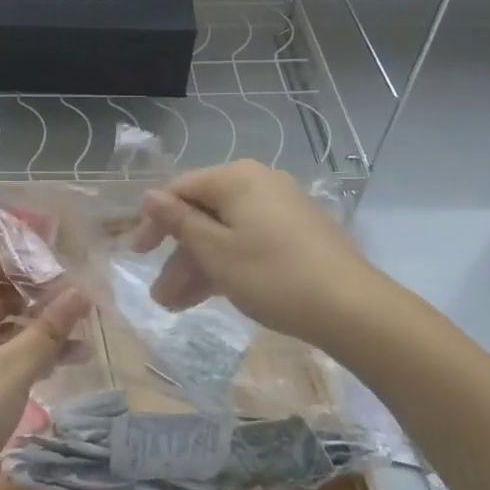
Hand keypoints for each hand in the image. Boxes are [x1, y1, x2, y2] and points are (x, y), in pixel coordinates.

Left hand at [0, 250, 89, 489]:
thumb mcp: (12, 368)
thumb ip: (49, 328)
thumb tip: (83, 291)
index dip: (22, 263)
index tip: (62, 273)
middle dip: (37, 299)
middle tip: (80, 305)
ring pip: (0, 325)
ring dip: (37, 330)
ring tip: (83, 338)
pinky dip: (25, 354)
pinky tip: (64, 362)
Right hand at [129, 160, 405, 358]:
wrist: (353, 309)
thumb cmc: (273, 275)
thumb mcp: (215, 251)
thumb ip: (178, 222)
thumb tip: (149, 195)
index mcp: (236, 179)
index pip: (180, 189)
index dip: (154, 221)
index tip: (137, 254)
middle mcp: (258, 184)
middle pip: (203, 213)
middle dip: (177, 254)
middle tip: (159, 293)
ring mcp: (280, 209)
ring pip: (224, 233)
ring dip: (198, 266)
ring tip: (175, 305)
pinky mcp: (296, 235)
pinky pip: (247, 242)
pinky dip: (226, 265)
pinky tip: (209, 296)